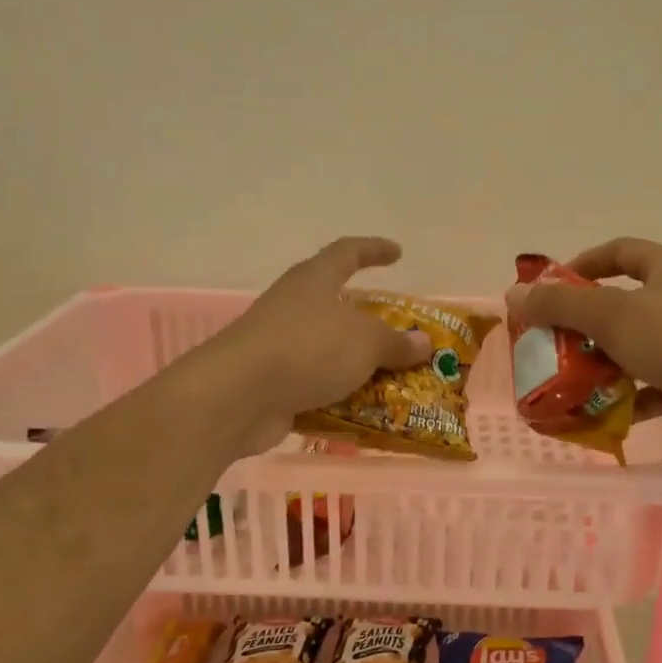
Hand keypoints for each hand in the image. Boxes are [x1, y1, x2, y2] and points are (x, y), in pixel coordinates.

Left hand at [198, 237, 430, 454]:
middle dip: (369, 321)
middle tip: (400, 335)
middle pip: (337, 305)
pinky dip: (338, 396)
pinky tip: (364, 412)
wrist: (239, 396)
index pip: (348, 252)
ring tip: (392, 380)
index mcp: (314, 280)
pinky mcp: (272, 383)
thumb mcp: (365, 342)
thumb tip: (423, 343)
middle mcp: (294, 307)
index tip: (397, 253)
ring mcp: (279, 345)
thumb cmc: (307, 349)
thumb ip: (395, 343)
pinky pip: (315, 385)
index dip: (374, 250)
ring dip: (356, 364)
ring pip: (327, 350)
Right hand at [505, 238, 661, 453]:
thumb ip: (560, 305)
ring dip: (606, 364)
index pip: (618, 252)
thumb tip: (514, 295)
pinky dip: (634, 396)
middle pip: (624, 303)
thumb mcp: (612, 317)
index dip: (581, 265)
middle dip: (585, 326)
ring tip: (574, 384)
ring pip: (639, 346)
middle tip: (553, 345)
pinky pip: (658, 382)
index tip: (550, 289)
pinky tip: (611, 414)